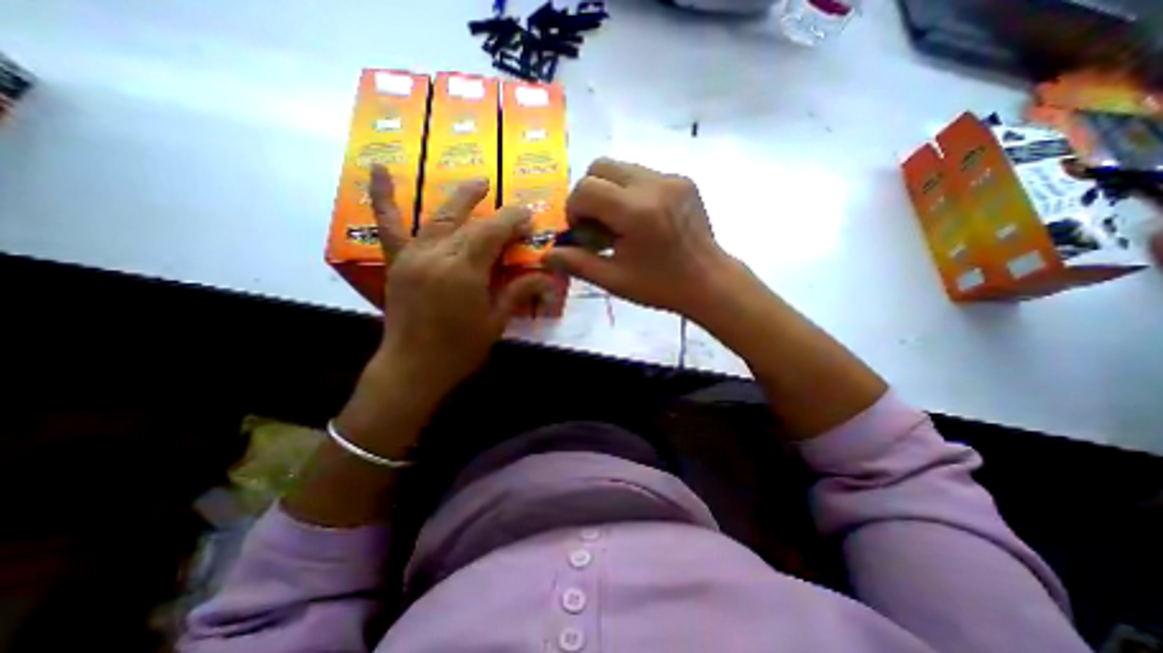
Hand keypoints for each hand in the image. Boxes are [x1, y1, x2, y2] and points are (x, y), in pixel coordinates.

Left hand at [366, 162, 558, 400]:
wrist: (413, 368)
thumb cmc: (460, 350)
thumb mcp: (496, 323)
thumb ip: (518, 292)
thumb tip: (547, 276)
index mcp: (464, 273)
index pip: (491, 233)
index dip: (512, 221)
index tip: (528, 218)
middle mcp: (437, 256)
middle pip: (468, 222)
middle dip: (494, 210)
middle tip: (512, 204)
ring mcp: (412, 256)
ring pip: (438, 217)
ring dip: (459, 197)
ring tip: (478, 183)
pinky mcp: (397, 262)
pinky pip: (388, 225)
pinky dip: (382, 196)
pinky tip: (378, 168)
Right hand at [547, 158, 735, 321]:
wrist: (708, 282)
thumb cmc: (660, 285)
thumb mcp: (614, 280)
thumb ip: (577, 263)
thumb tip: (546, 256)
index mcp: (635, 211)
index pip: (586, 188)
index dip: (575, 210)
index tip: (584, 234)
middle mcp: (653, 185)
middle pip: (600, 166)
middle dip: (589, 194)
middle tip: (598, 225)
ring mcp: (671, 178)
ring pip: (622, 167)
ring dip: (609, 191)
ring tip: (621, 223)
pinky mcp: (683, 180)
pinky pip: (643, 174)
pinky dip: (631, 192)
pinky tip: (642, 220)